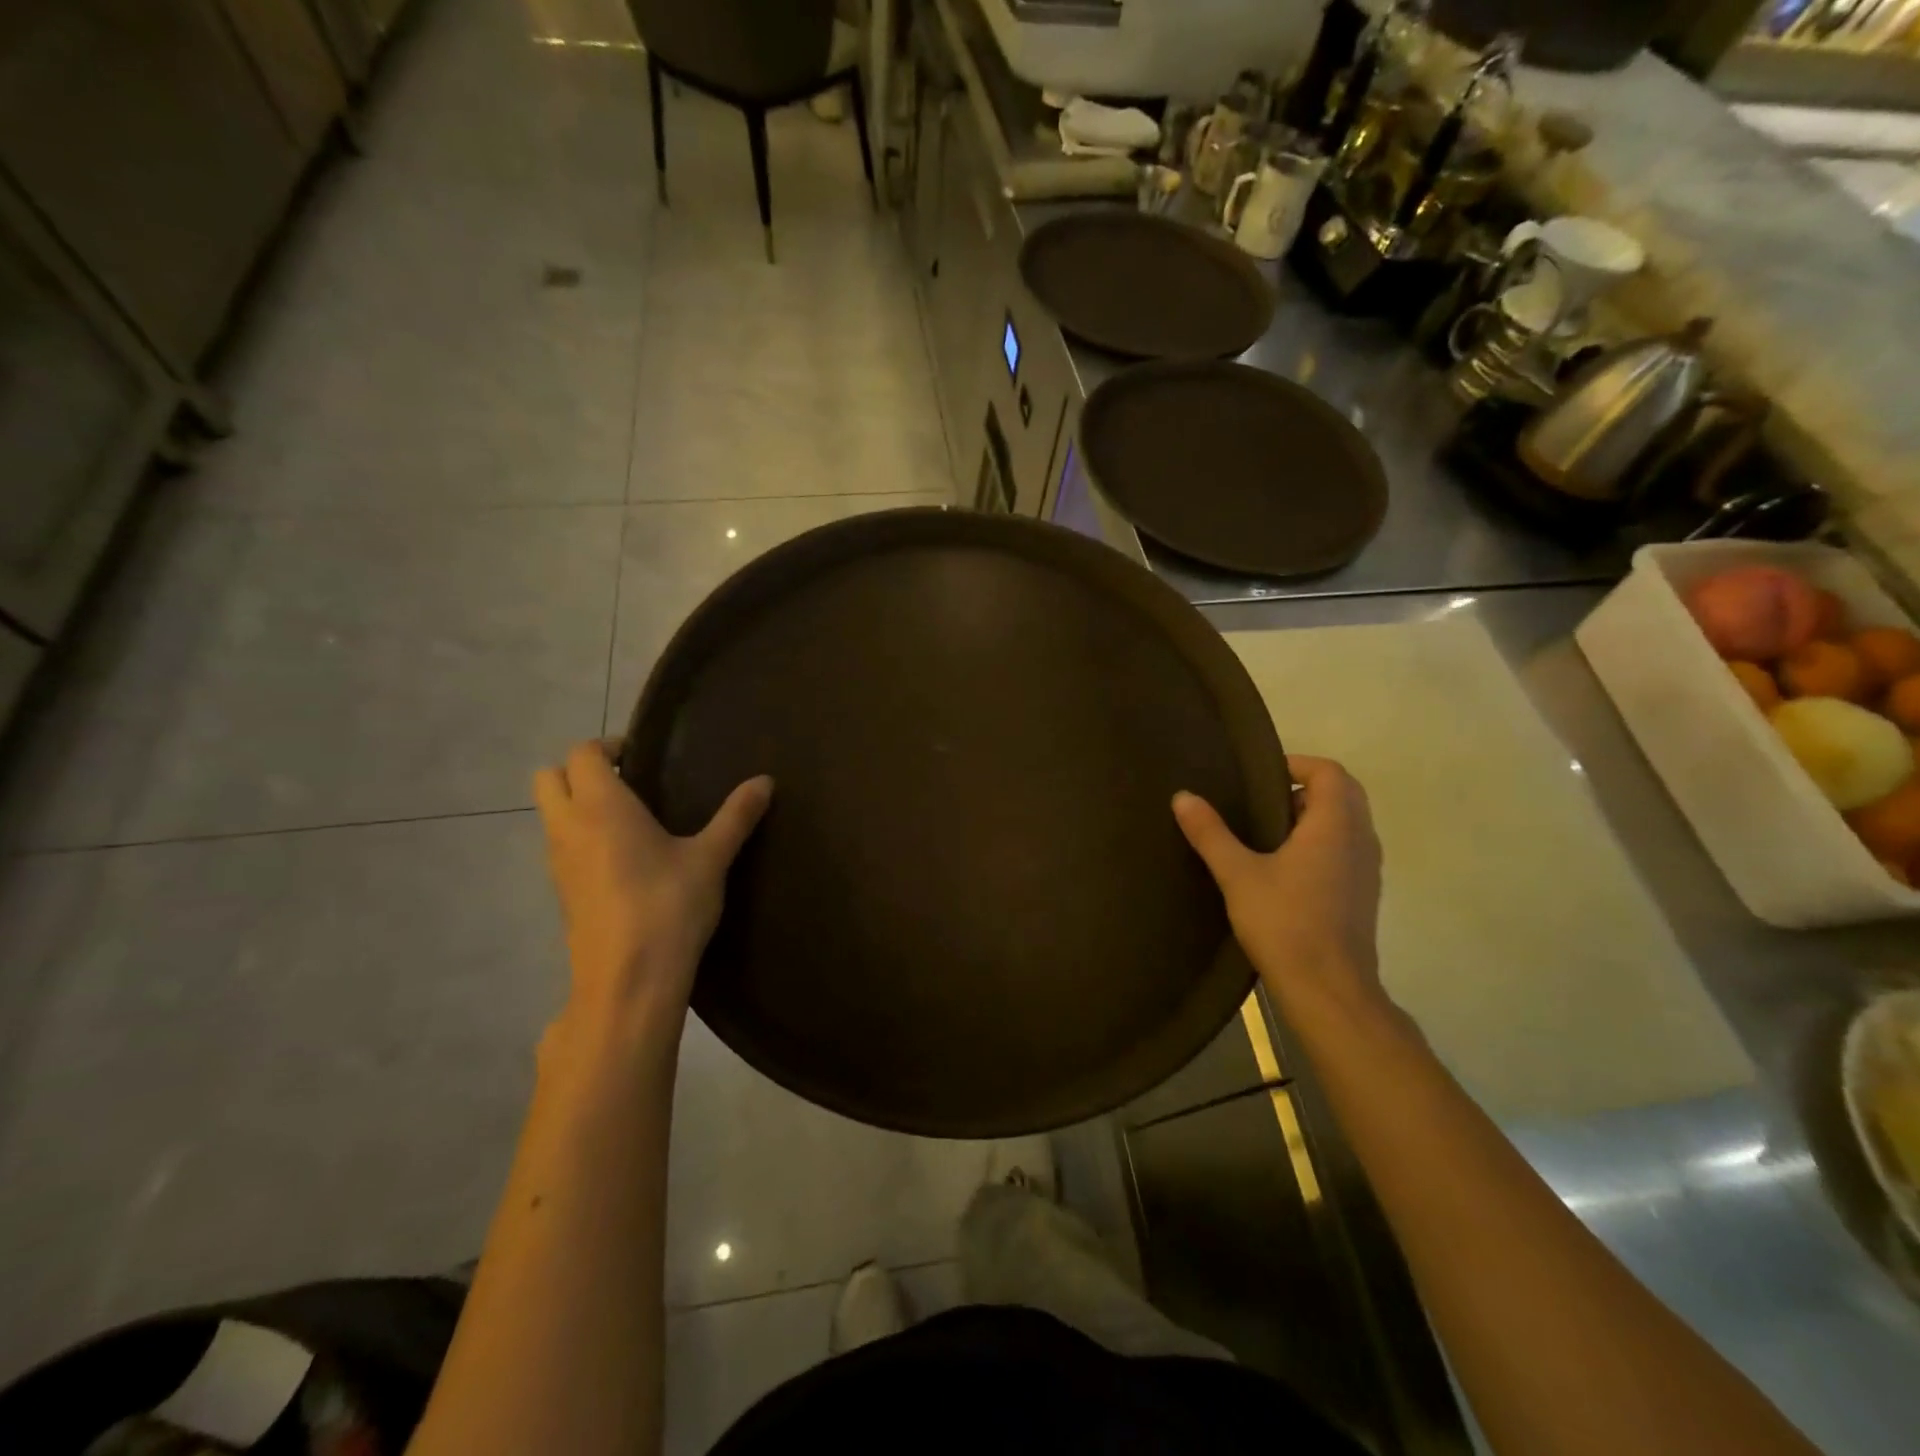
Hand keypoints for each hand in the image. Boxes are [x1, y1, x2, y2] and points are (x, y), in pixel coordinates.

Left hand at [533, 741, 771, 1040]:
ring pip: (550, 815)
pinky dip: (581, 838)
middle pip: (549, 778)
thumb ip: (736, 816)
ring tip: (631, 820)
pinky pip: (560, 848)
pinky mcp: (562, 894)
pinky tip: (625, 860)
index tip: (642, 756)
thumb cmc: (668, 906)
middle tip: (630, 782)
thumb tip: (766, 781)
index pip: (582, 753)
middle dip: (581, 771)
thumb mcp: (711, 858)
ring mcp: (558, 863)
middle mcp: (569, 827)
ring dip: (578, 805)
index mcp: (601, 806)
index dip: (608, 747)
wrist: (628, 981)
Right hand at [1173, 755, 1389, 1027]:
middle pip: (1342, 793)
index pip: (1329, 771)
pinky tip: (1285, 868)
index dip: (1296, 764)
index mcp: (1335, 825)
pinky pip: (1346, 849)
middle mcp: (1360, 839)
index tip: (1259, 777)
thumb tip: (1183, 796)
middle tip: (1260, 801)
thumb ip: (1210, 833)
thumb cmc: (1285, 923)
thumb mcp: (1237, 874)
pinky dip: (1321, 842)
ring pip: (1346, 823)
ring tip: (1267, 832)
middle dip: (1304, 788)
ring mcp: (1367, 869)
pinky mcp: (1363, 894)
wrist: (1328, 990)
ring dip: (1313, 816)